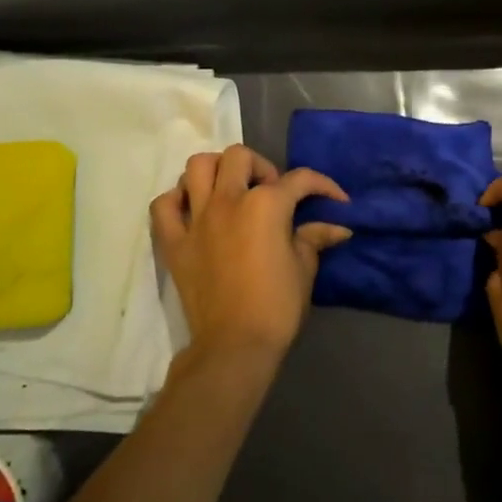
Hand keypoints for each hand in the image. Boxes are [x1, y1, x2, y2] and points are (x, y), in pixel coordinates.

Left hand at [150, 145, 350, 363]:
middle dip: (261, 167)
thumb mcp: (304, 268)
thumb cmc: (277, 306)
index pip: (299, 180)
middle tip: (271, 192)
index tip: (336, 199)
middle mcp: (228, 200)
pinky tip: (193, 210)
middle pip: (239, 157)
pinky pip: (164, 206)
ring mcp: (196, 219)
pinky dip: (177, 200)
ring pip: (197, 167)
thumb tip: (337, 226)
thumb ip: (315, 238)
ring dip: (216, 171)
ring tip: (230, 190)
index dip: (323, 185)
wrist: (234, 345)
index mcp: (266, 204)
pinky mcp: (174, 242)